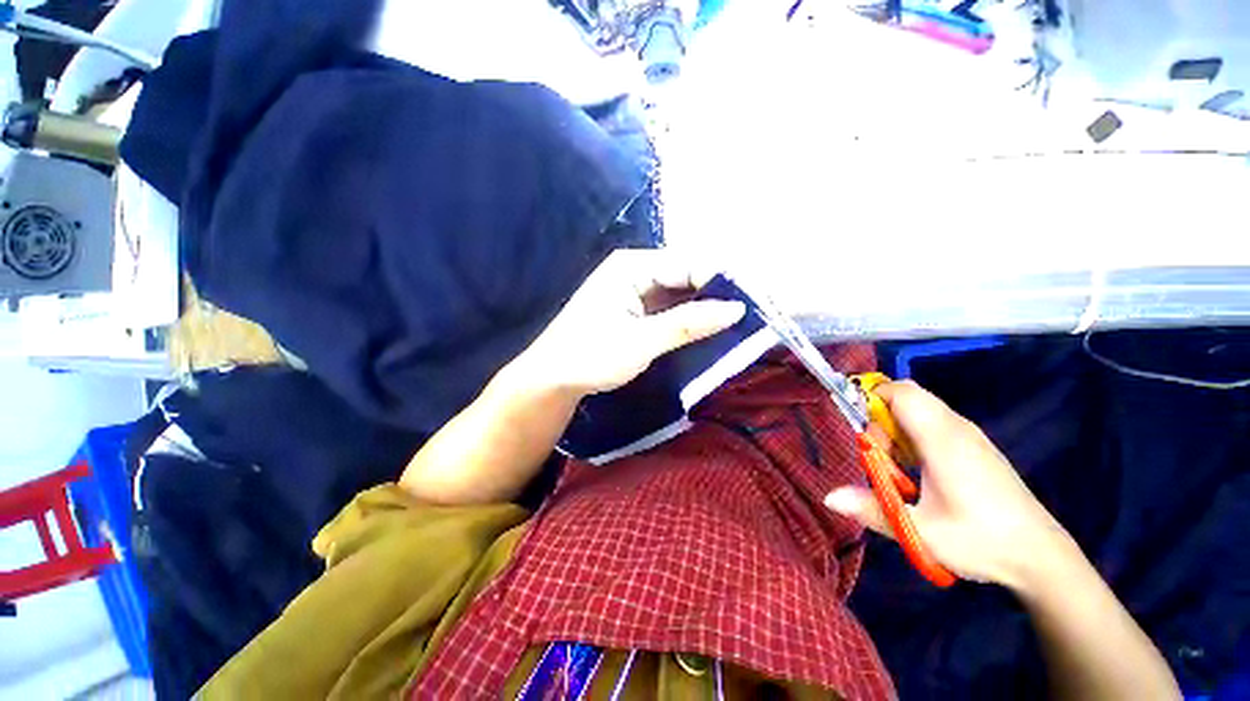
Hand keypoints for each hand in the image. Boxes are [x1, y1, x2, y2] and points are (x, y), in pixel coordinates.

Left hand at [514, 249, 745, 396]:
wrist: (553, 379)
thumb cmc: (591, 356)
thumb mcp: (642, 341)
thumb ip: (688, 323)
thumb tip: (737, 308)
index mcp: (632, 266)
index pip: (687, 264)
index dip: (719, 281)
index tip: (751, 303)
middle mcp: (635, 271)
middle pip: (685, 276)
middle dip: (714, 295)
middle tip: (748, 316)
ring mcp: (634, 290)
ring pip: (679, 293)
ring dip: (703, 308)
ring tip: (736, 323)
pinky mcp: (634, 310)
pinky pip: (669, 308)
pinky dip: (688, 318)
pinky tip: (708, 330)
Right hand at [825, 380, 1070, 588]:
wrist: (1041, 556)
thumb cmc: (980, 540)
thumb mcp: (919, 530)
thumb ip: (871, 509)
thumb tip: (828, 497)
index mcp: (942, 439)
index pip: (901, 392)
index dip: (872, 398)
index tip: (861, 429)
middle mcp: (957, 428)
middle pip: (908, 398)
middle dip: (881, 419)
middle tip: (880, 456)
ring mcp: (970, 437)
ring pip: (921, 411)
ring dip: (897, 430)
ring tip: (898, 470)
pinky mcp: (977, 448)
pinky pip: (935, 424)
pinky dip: (915, 437)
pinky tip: (920, 473)